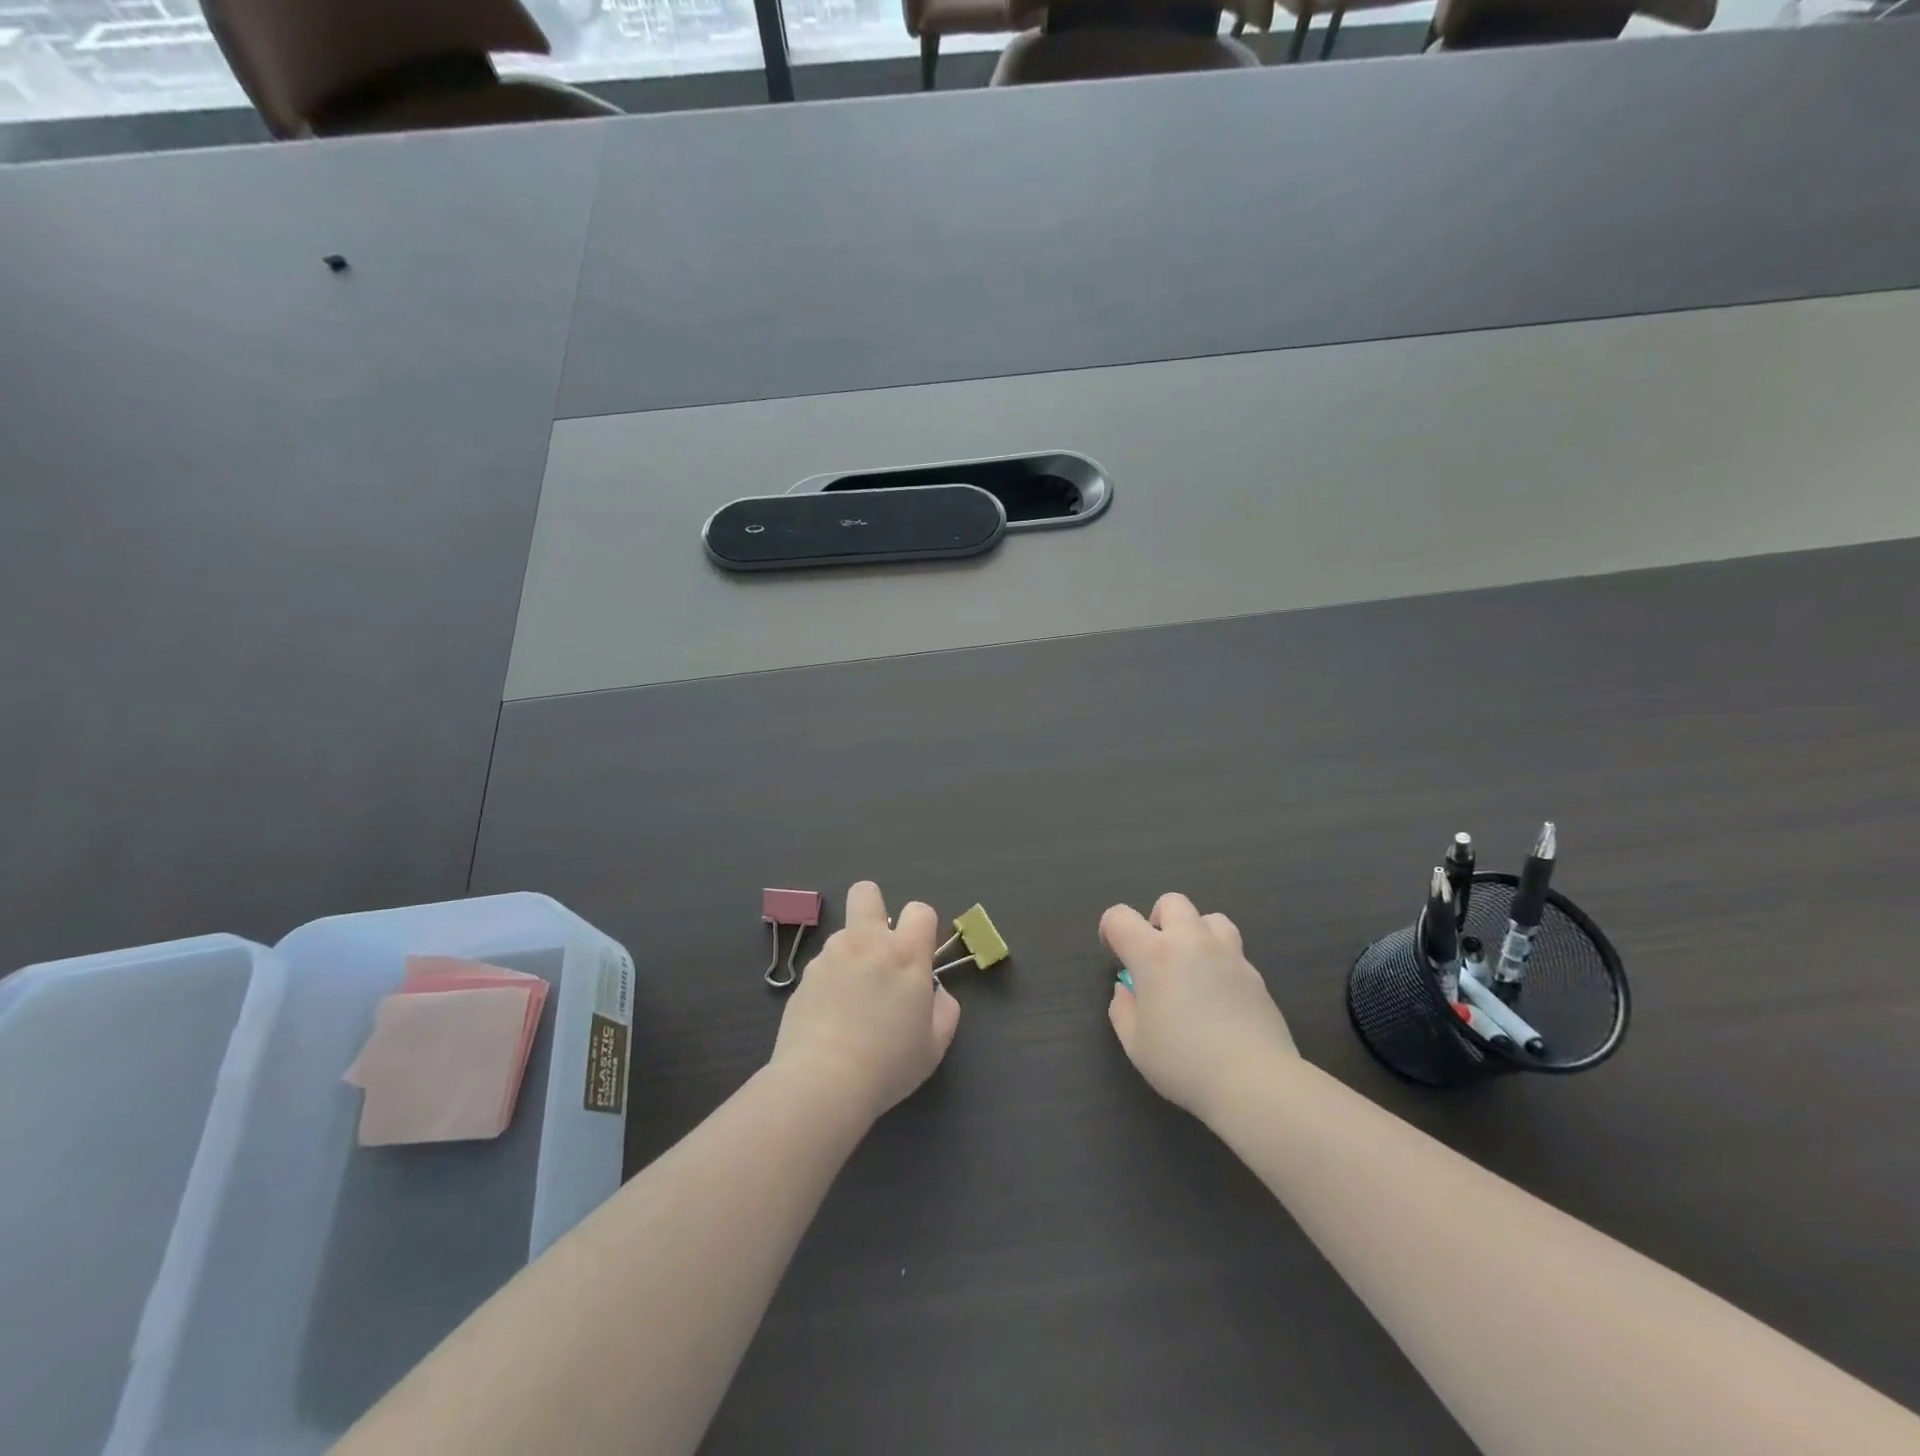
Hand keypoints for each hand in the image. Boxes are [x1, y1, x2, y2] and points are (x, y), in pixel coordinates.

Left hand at [770, 881, 961, 1123]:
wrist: (822, 1082)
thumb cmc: (888, 1064)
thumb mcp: (934, 1045)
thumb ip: (944, 1010)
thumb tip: (936, 993)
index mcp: (905, 954)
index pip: (920, 910)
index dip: (923, 927)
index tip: (919, 955)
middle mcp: (866, 943)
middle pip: (866, 893)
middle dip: (874, 907)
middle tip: (878, 946)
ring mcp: (830, 956)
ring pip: (843, 934)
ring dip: (851, 953)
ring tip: (851, 997)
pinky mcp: (803, 977)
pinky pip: (822, 966)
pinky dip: (829, 981)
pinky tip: (829, 1016)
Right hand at [1102, 893, 1297, 1121]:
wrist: (1254, 1082)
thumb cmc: (1183, 1063)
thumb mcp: (1135, 1044)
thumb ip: (1122, 1009)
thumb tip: (1126, 989)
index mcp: (1153, 954)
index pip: (1120, 917)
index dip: (1110, 929)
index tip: (1116, 954)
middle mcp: (1191, 942)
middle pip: (1171, 902)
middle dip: (1158, 920)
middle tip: (1156, 956)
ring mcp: (1228, 954)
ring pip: (1210, 918)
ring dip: (1196, 933)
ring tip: (1193, 966)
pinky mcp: (1255, 974)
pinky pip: (1234, 951)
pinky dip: (1221, 962)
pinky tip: (1220, 994)